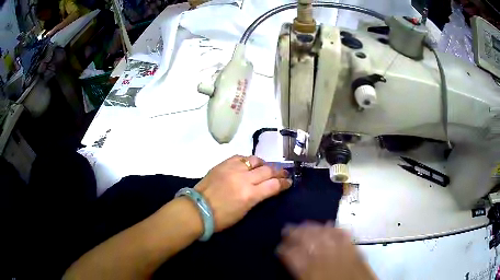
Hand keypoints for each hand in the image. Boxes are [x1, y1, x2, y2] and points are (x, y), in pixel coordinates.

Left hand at [194, 155, 290, 231]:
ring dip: (264, 164)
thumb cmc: (222, 218)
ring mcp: (233, 169)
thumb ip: (257, 197)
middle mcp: (244, 179)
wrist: (197, 209)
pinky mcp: (223, 164)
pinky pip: (240, 157)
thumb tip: (266, 189)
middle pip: (268, 170)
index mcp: (250, 195)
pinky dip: (247, 160)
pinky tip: (249, 164)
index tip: (288, 182)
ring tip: (266, 167)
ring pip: (255, 160)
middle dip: (279, 172)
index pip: (274, 185)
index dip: (284, 183)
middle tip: (283, 173)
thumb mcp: (244, 211)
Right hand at [278, 222, 376, 279]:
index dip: (284, 248)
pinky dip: (335, 229)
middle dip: (295, 232)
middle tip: (288, 228)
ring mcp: (341, 252)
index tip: (279, 246)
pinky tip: (330, 224)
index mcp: (309, 271)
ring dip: (313, 227)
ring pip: (324, 234)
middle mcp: (324, 258)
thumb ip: (300, 273)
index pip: (292, 254)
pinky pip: (344, 235)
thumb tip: (292, 261)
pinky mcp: (354, 250)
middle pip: (308, 239)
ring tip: (305, 223)